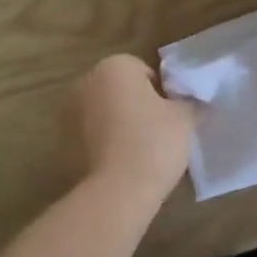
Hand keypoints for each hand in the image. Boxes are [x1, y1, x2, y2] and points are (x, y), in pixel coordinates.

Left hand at [70, 55, 195, 201]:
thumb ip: (189, 103)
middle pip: (119, 89)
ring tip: (139, 151)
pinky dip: (103, 143)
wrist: (118, 190)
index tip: (170, 116)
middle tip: (157, 132)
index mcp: (114, 66)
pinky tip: (120, 163)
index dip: (161, 93)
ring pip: (103, 112)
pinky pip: (90, 135)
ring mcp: (69, 112)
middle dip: (135, 105)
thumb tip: (193, 102)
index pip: (144, 72)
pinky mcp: (62, 142)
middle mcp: (86, 81)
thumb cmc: (154, 141)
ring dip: (117, 123)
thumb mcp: (184, 118)